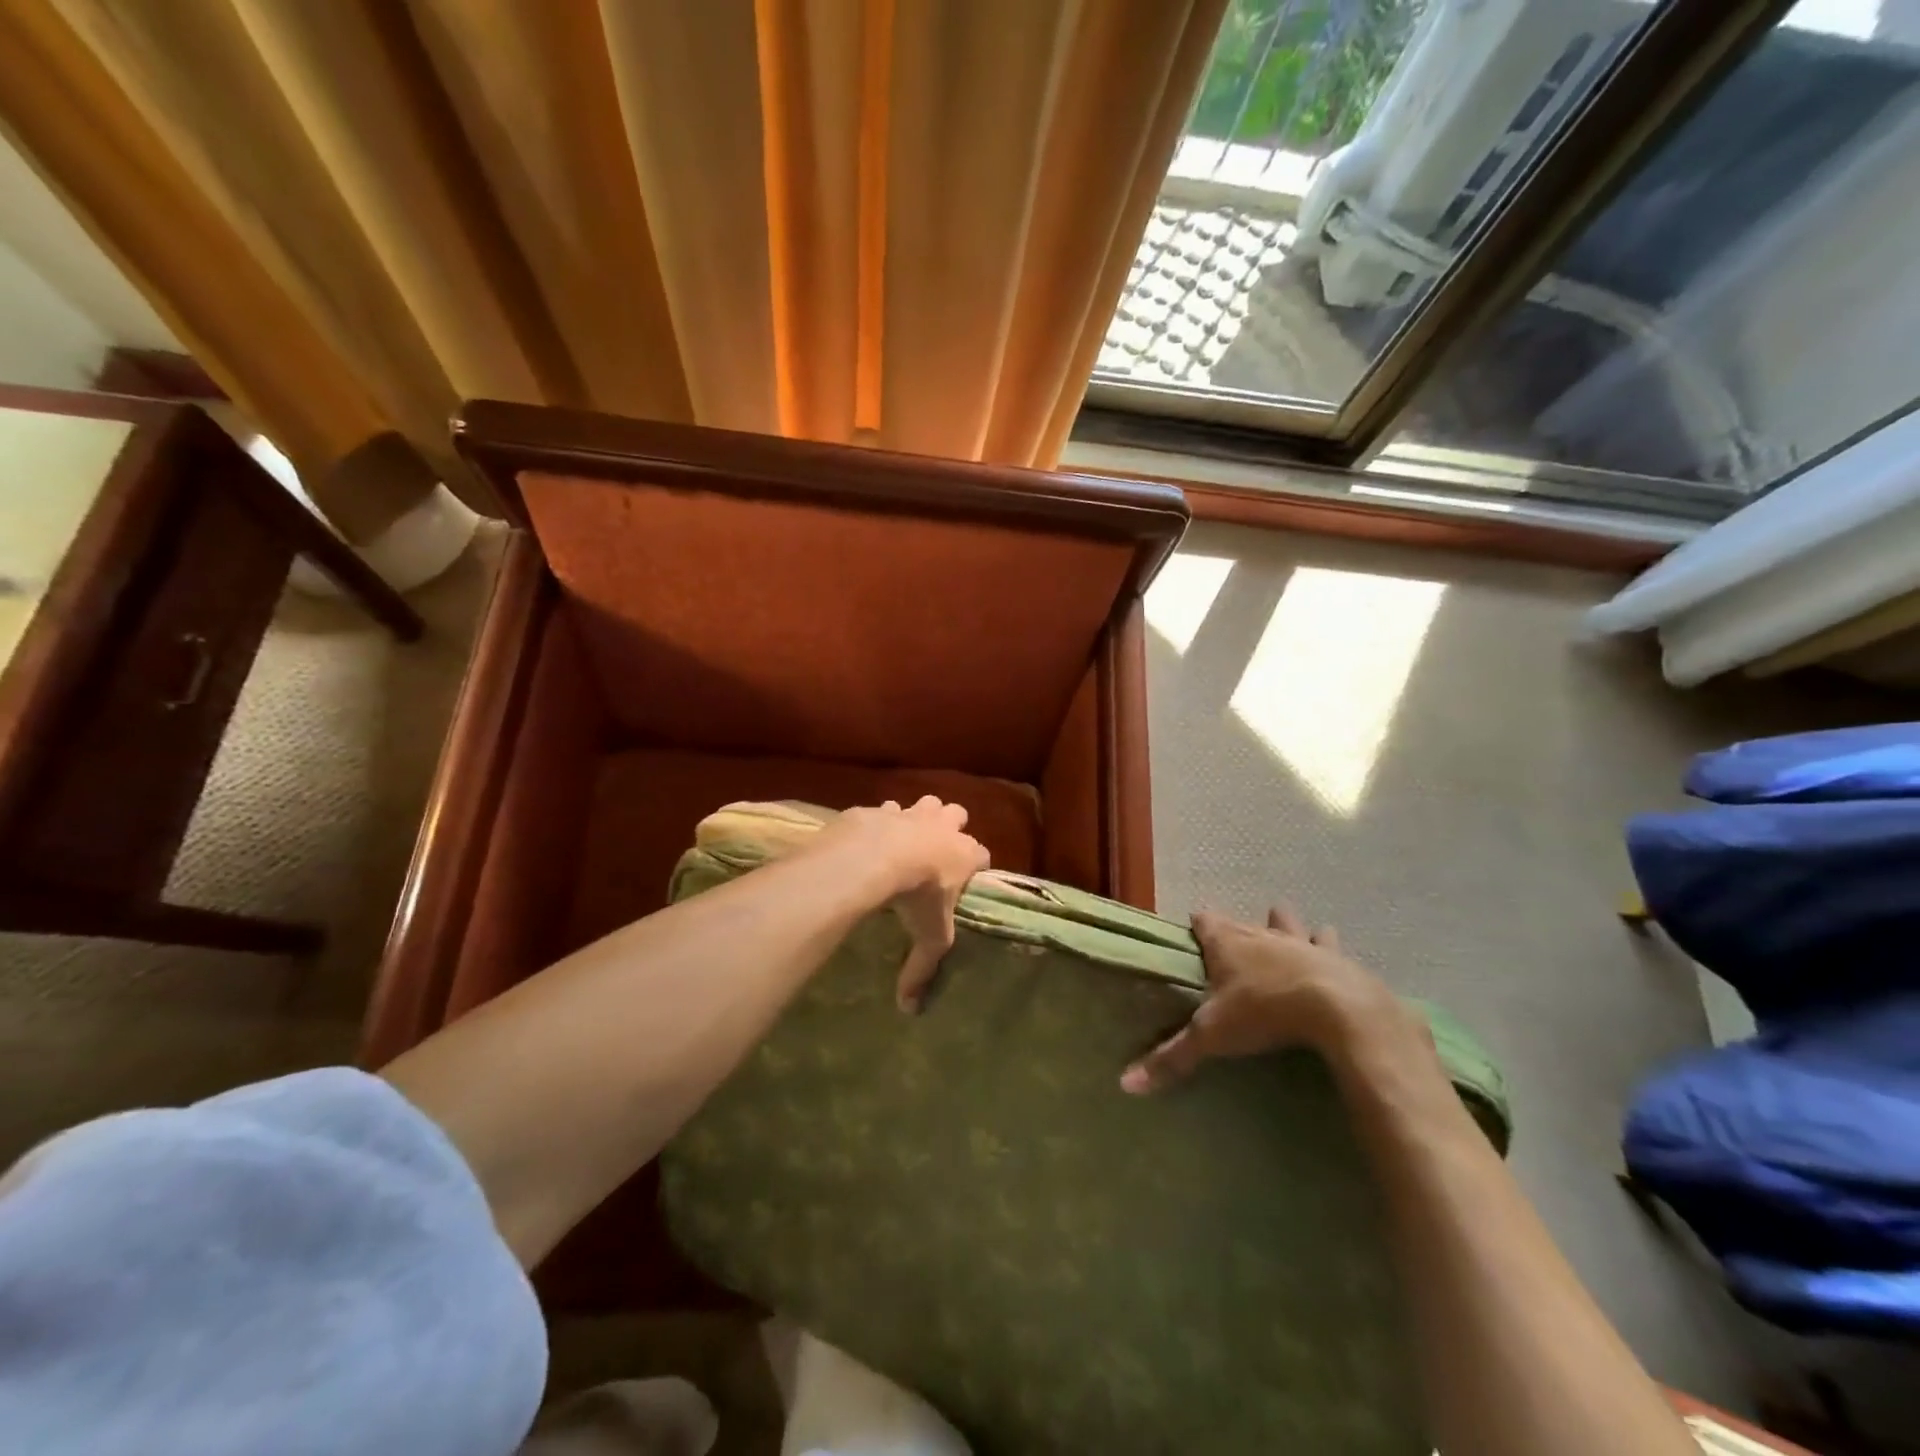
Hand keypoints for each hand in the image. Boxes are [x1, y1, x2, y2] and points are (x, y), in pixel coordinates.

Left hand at [809, 797, 989, 1011]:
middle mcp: (943, 826)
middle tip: (937, 849)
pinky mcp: (879, 810)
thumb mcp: (929, 937)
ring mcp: (911, 813)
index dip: (975, 864)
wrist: (875, 857)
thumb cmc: (917, 896)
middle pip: (957, 813)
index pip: (983, 853)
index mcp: (965, 853)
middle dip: (951, 825)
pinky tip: (869, 840)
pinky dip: (880, 822)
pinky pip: (884, 811)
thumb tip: (911, 1009)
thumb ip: (922, 970)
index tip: (966, 879)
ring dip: (917, 818)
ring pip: (924, 804)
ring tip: (904, 841)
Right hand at [1121, 904, 1418, 1093]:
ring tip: (1283, 931)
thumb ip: (1172, 1056)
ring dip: (1284, 926)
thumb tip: (1126, 1083)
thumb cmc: (1263, 1012)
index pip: (1203, 920)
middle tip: (1234, 944)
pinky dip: (1326, 947)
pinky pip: (1328, 943)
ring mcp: (1300, 942)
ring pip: (1288, 922)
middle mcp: (1260, 934)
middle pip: (1243, 921)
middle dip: (1238, 929)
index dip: (1197, 925)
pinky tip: (1331, 953)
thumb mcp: (1212, 1037)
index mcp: (1226, 943)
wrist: (1338, 1009)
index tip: (1193, 932)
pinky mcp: (1335, 957)